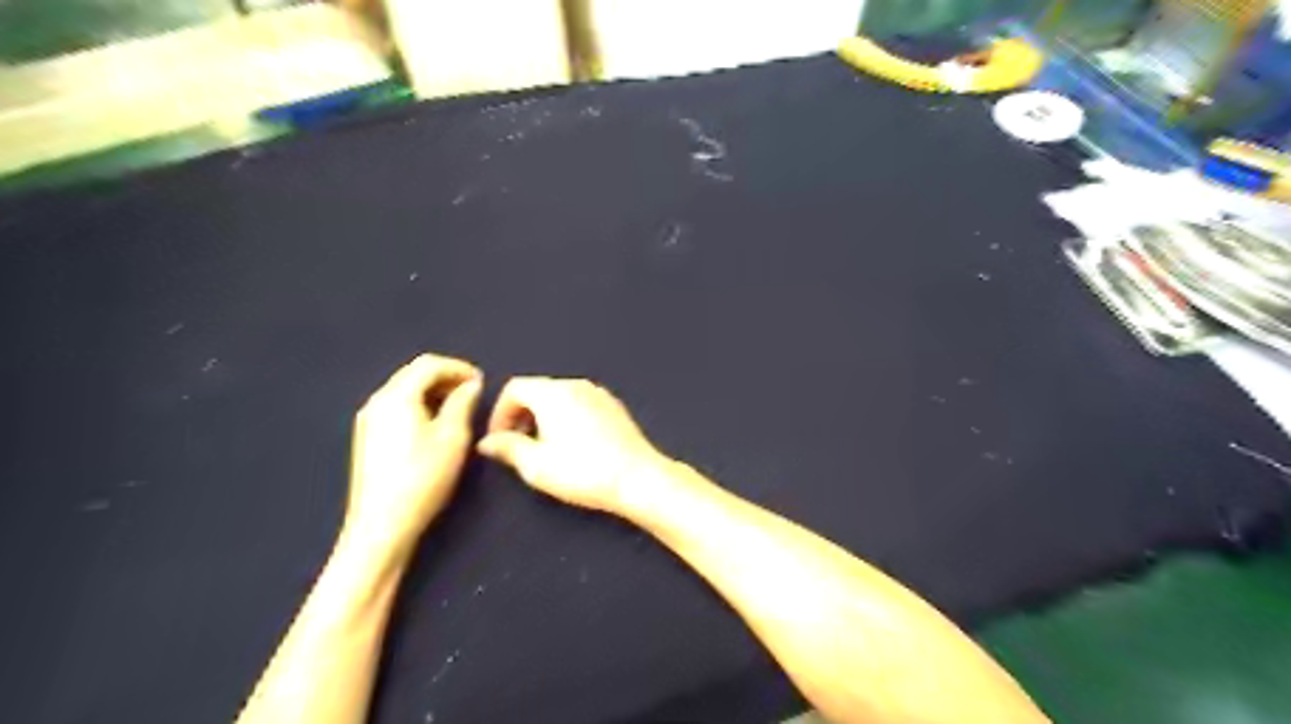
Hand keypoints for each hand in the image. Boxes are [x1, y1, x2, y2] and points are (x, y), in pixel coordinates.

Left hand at [342, 353, 482, 555]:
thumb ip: (463, 403)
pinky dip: (420, 405)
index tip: (481, 381)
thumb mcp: (453, 437)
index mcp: (397, 396)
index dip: (458, 367)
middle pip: (413, 374)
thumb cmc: (423, 477)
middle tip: (473, 391)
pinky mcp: (368, 437)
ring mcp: (368, 420)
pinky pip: (397, 407)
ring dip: (433, 391)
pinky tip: (436, 424)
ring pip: (404, 390)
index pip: (429, 364)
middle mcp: (377, 401)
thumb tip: (470, 385)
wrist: (382, 524)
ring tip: (459, 407)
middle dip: (445, 377)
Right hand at [477, 378, 676, 515]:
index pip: (515, 387)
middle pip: (538, 389)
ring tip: (542, 447)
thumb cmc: (583, 471)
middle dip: (520, 414)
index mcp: (553, 393)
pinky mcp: (614, 407)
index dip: (499, 412)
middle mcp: (576, 385)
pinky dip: (566, 416)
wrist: (638, 477)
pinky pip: (580, 403)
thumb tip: (488, 442)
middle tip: (516, 444)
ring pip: (560, 396)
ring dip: (543, 416)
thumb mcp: (536, 465)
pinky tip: (571, 445)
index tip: (498, 439)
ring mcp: (599, 394)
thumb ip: (508, 448)